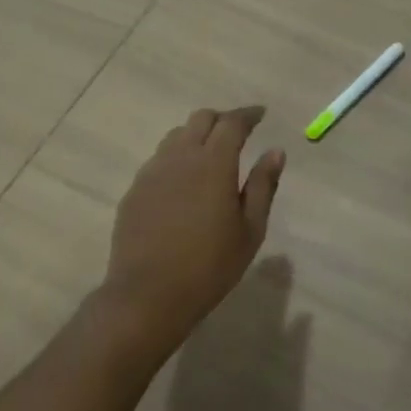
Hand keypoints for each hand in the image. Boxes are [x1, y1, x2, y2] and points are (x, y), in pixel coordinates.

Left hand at [102, 107, 285, 350]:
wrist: (147, 296)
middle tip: (238, 132)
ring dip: (196, 136)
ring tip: (210, 155)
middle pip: (201, 119)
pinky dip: (177, 158)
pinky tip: (184, 183)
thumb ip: (263, 185)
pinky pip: (159, 160)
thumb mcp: (250, 229)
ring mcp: (152, 173)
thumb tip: (275, 152)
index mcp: (214, 163)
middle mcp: (180, 157)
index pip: (232, 123)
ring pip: (176, 136)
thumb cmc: (210, 266)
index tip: (261, 114)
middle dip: (222, 119)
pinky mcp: (134, 191)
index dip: (248, 114)